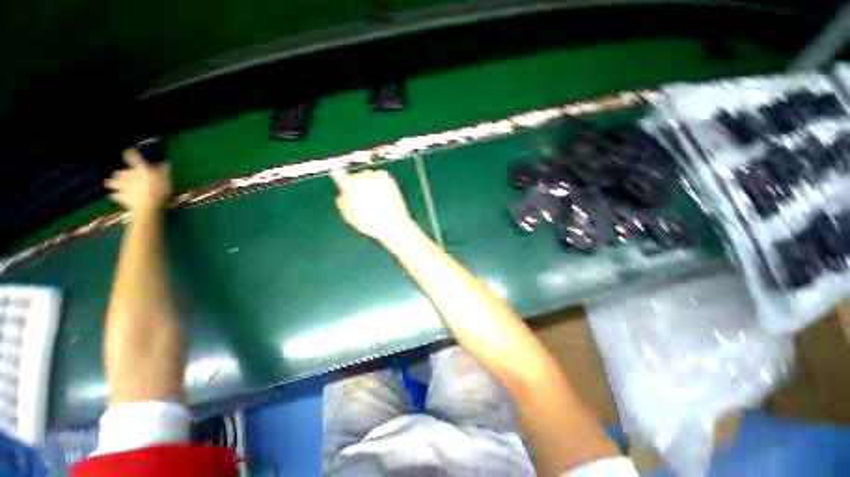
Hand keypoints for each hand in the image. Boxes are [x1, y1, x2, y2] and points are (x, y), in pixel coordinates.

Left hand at [105, 149, 171, 213]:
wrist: (148, 207)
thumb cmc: (159, 191)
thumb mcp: (167, 179)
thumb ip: (164, 170)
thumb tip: (165, 163)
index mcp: (141, 169)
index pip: (133, 156)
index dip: (131, 153)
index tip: (130, 151)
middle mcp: (129, 175)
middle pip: (121, 172)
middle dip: (122, 173)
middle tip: (122, 174)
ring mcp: (123, 187)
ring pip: (114, 182)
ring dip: (113, 182)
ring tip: (110, 182)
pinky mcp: (121, 197)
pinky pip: (115, 195)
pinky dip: (116, 195)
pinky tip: (115, 195)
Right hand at [331, 168, 417, 243]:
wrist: (395, 225)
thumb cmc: (373, 225)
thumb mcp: (351, 218)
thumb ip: (342, 204)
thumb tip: (342, 195)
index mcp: (352, 189)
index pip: (338, 174)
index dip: (337, 174)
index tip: (337, 172)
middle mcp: (364, 180)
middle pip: (354, 178)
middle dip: (356, 187)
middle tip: (363, 200)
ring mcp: (376, 177)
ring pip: (367, 176)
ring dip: (368, 184)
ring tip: (374, 200)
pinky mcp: (387, 177)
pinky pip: (379, 176)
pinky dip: (379, 183)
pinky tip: (381, 195)